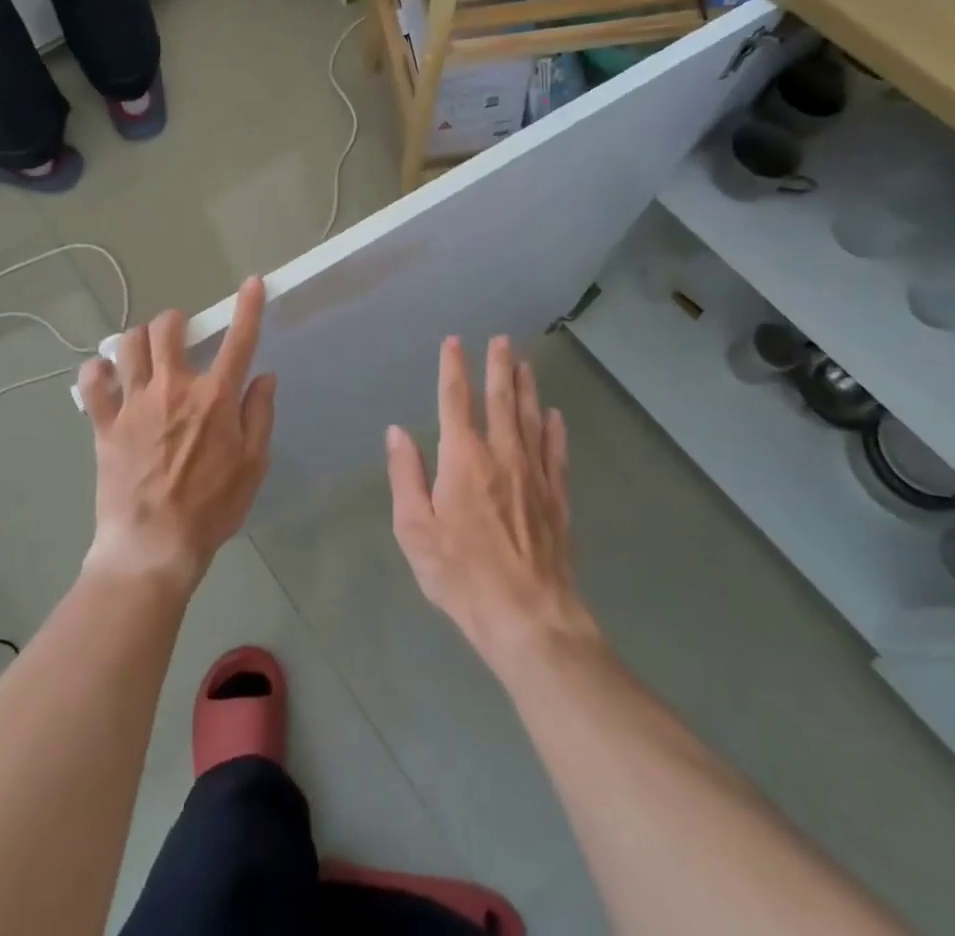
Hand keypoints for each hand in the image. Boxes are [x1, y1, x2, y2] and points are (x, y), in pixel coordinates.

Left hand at [77, 277, 276, 590]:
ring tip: (144, 353)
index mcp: (214, 398)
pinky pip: (91, 382)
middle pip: (168, 328)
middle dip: (175, 321)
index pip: (238, 340)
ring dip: (138, 339)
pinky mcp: (104, 423)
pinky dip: (97, 371)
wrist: (153, 546)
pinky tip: (105, 376)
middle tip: (180, 337)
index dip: (248, 307)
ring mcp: (134, 403)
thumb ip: (259, 414)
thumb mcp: (253, 465)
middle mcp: (172, 388)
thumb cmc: (212, 508)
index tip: (253, 282)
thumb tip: (264, 376)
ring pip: (128, 344)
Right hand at [387, 336, 597, 673]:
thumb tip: (397, 431)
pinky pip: (556, 452)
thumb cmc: (461, 574)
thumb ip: (405, 475)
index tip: (453, 343)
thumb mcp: (415, 530)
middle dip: (499, 366)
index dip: (453, 368)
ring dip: (527, 388)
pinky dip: (555, 429)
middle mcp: (502, 455)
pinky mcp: (557, 498)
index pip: (455, 400)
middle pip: (500, 400)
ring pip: (531, 418)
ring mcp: (534, 474)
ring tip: (525, 363)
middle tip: (501, 339)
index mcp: (463, 459)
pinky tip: (555, 415)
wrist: (527, 616)